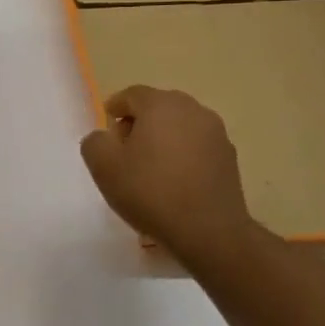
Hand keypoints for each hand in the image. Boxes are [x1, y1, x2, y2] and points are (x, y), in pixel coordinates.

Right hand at [80, 85, 254, 262]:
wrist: (208, 230)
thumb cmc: (150, 191)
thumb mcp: (103, 166)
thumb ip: (95, 142)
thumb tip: (105, 137)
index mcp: (161, 105)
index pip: (132, 94)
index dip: (114, 108)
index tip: (106, 129)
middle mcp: (193, 110)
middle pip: (158, 107)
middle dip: (139, 122)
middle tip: (124, 149)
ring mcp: (216, 133)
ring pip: (180, 126)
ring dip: (162, 138)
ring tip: (149, 167)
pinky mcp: (229, 157)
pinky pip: (197, 146)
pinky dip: (182, 154)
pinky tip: (173, 180)